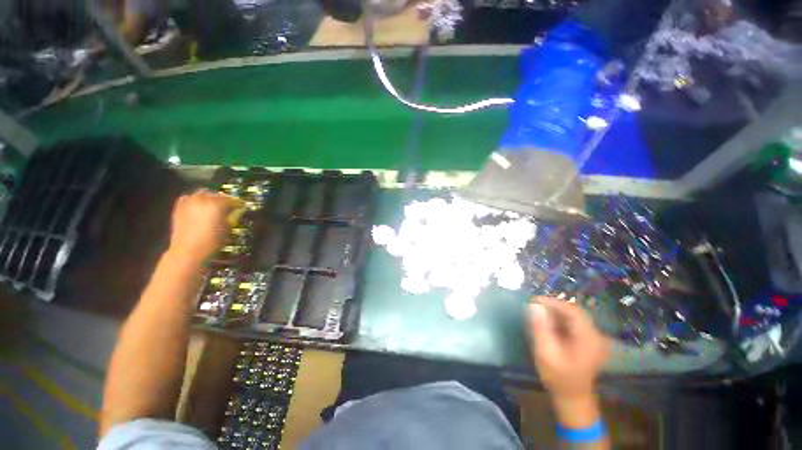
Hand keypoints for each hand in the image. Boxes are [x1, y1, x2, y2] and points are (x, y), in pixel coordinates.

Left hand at [168, 190, 241, 263]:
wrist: (187, 250)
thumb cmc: (211, 241)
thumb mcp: (227, 230)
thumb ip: (230, 218)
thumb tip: (232, 213)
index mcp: (216, 204)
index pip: (230, 200)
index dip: (237, 203)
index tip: (241, 206)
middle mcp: (202, 200)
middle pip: (215, 194)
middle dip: (222, 199)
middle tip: (227, 206)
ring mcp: (189, 202)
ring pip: (201, 194)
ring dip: (208, 197)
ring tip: (212, 205)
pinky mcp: (179, 208)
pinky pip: (188, 198)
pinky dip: (194, 200)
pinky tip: (197, 206)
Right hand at [527, 296, 609, 400]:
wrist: (572, 398)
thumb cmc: (559, 377)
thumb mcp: (546, 353)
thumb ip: (541, 328)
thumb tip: (534, 305)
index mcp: (588, 337)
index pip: (572, 310)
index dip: (552, 302)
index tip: (533, 300)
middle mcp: (594, 334)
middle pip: (574, 311)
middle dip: (553, 306)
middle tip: (533, 305)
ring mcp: (592, 338)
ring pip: (573, 316)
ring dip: (555, 312)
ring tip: (537, 312)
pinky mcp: (586, 341)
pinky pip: (572, 323)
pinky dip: (558, 319)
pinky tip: (546, 322)